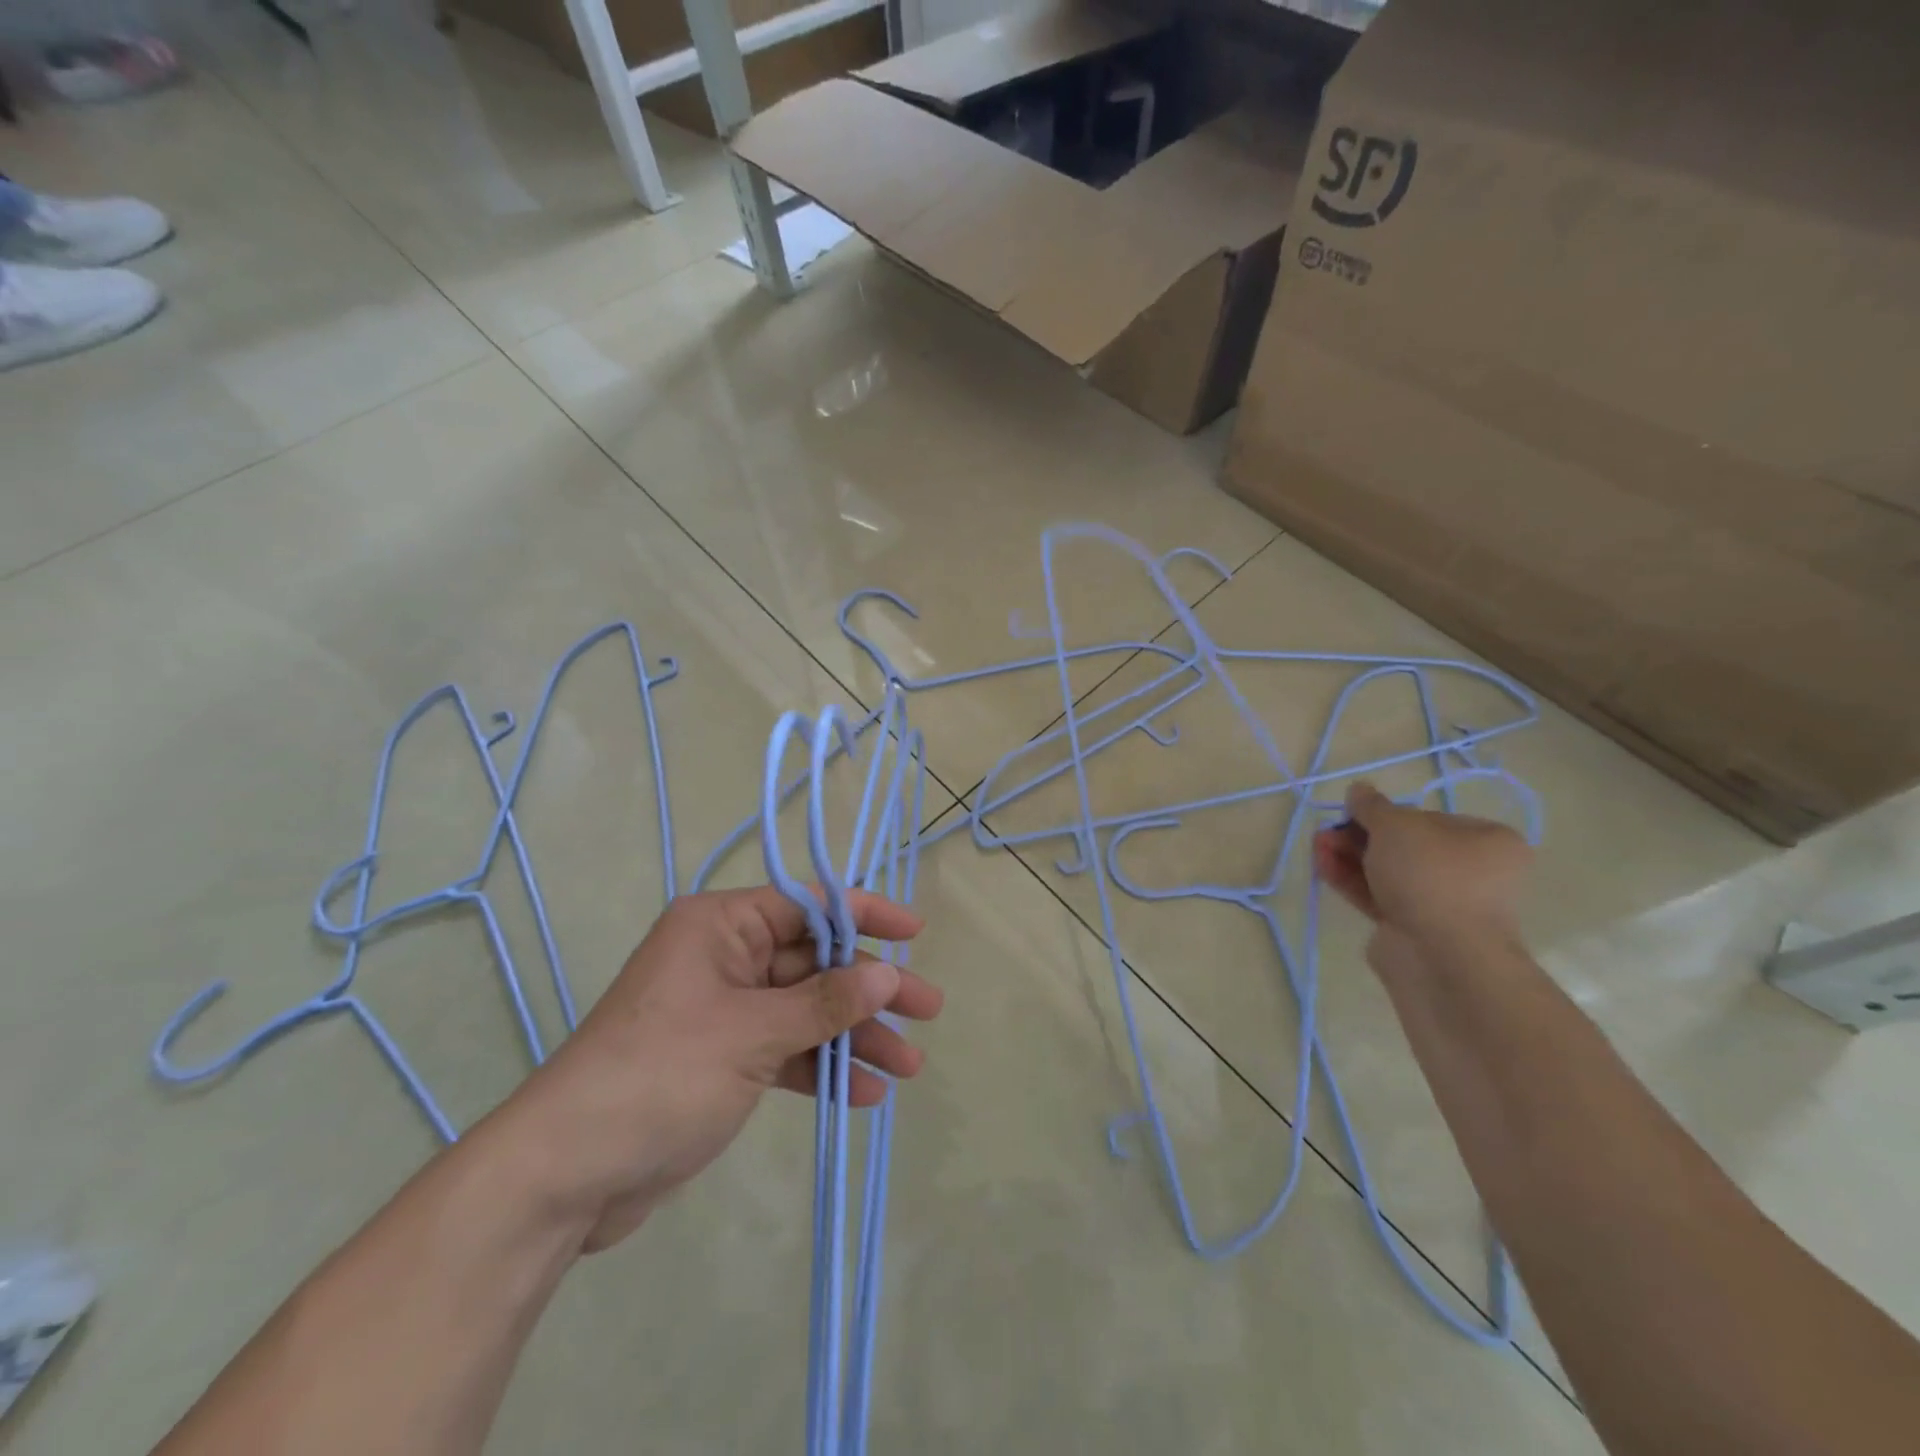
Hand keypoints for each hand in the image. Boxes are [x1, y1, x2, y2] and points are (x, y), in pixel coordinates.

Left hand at [501, 886, 940, 1252]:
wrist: (565, 1174)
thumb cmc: (661, 1075)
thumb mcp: (752, 1033)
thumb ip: (824, 1003)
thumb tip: (885, 975)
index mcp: (722, 926)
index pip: (808, 905)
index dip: (865, 914)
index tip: (914, 933)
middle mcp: (724, 958)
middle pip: (814, 963)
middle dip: (869, 990)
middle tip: (928, 1010)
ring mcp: (723, 1011)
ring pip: (805, 1011)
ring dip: (853, 1037)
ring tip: (908, 1066)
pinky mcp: (722, 1060)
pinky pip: (785, 1051)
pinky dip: (821, 1069)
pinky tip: (862, 1094)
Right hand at [1312, 781, 1531, 975]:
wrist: (1441, 956)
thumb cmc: (1431, 876)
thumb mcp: (1395, 826)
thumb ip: (1372, 806)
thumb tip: (1358, 789)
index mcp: (1486, 842)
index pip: (1428, 818)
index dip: (1387, 814)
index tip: (1355, 813)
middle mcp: (1471, 872)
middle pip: (1403, 845)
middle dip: (1359, 836)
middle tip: (1327, 832)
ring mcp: (1442, 904)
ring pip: (1387, 872)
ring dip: (1350, 856)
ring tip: (1317, 847)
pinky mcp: (1414, 928)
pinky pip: (1379, 897)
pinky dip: (1352, 881)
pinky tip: (1322, 867)